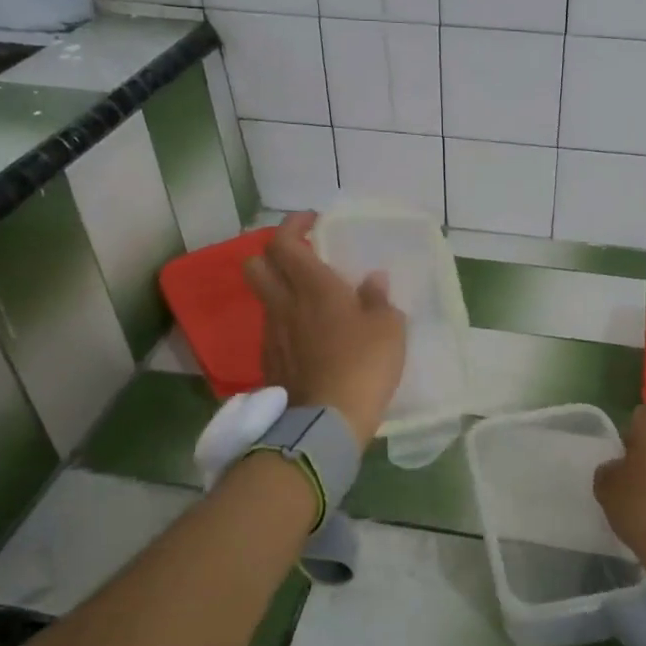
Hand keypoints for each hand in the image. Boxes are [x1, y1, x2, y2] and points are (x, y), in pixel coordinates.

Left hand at [244, 213, 405, 447]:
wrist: (326, 422)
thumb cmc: (364, 365)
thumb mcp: (389, 328)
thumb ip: (379, 299)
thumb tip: (372, 281)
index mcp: (313, 286)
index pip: (284, 242)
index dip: (293, 226)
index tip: (311, 222)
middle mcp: (284, 304)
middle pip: (256, 264)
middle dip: (274, 253)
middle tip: (303, 257)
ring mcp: (272, 334)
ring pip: (265, 298)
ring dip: (282, 290)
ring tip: (313, 301)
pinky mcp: (270, 362)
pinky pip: (273, 329)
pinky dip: (287, 323)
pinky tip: (311, 337)